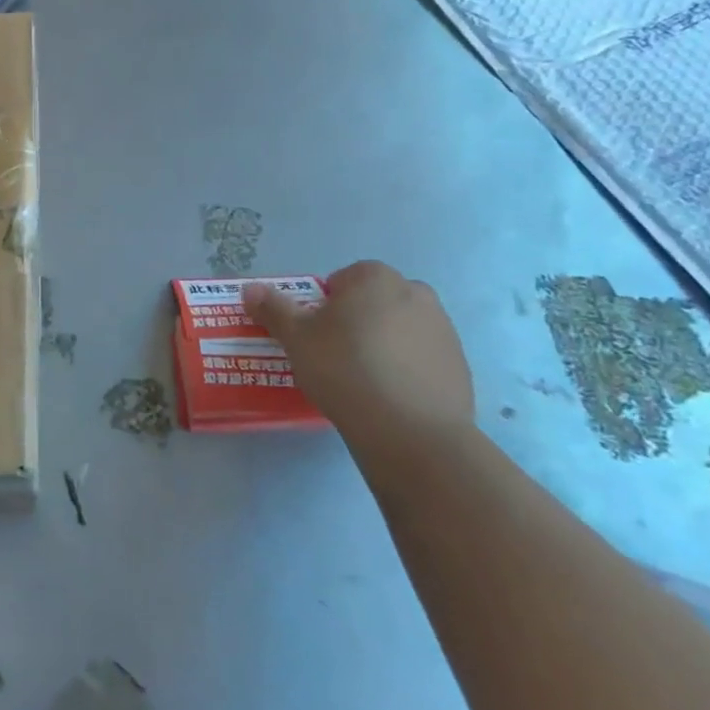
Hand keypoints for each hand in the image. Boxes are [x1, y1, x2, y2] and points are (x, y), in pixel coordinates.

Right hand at [243, 261, 473, 454]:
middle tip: (334, 355)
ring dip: (381, 344)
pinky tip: (388, 397)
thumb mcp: (296, 338)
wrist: (412, 432)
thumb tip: (250, 288)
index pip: (342, 280)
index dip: (323, 306)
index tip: (315, 335)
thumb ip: (273, 309)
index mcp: (375, 278)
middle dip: (356, 321)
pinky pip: (421, 358)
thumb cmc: (345, 370)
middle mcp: (416, 293)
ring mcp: (443, 329)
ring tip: (361, 380)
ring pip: (399, 329)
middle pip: (373, 302)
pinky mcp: (459, 365)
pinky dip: (405, 369)